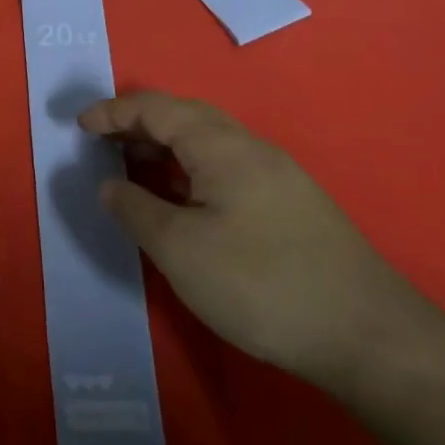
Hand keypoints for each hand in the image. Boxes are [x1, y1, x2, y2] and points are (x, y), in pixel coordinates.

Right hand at [79, 91, 422, 387]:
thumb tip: (110, 185)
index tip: (78, 126)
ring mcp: (277, 177)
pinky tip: (180, 201)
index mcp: (223, 147)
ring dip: (164, 148)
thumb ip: (136, 209)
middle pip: (186, 117)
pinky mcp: (290, 206)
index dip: (113, 112)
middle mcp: (252, 149)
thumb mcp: (180, 249)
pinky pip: (225, 169)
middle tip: (100, 144)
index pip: (158, 108)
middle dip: (138, 125)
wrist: (367, 336)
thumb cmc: (260, 284)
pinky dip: (189, 171)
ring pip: (208, 144)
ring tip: (132, 169)